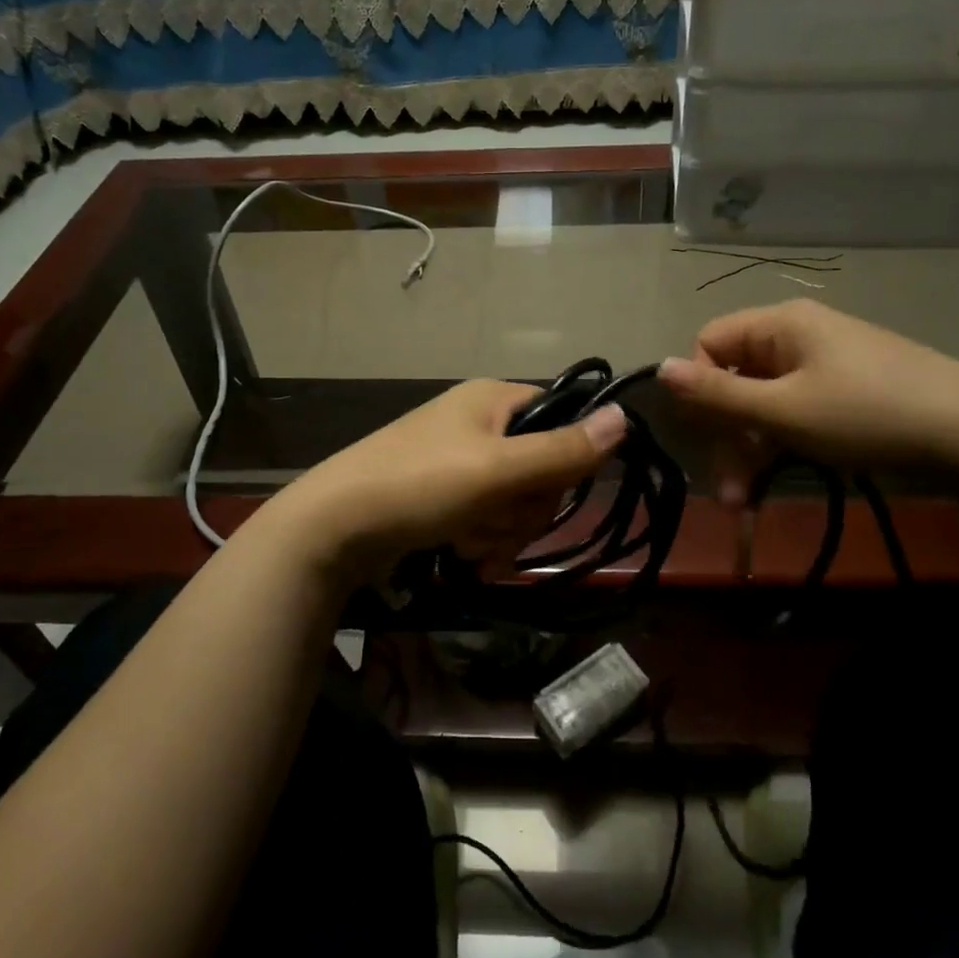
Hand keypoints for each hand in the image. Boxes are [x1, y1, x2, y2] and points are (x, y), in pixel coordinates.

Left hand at [272, 379, 627, 575]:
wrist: (333, 527)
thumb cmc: (420, 485)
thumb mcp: (497, 469)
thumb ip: (562, 449)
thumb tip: (626, 417)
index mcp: (493, 399)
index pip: (562, 420)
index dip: (564, 460)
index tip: (545, 489)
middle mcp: (478, 423)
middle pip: (540, 468)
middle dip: (525, 509)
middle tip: (497, 524)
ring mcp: (459, 460)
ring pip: (515, 501)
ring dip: (502, 532)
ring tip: (471, 548)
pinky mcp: (443, 496)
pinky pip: (487, 518)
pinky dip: (482, 541)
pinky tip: (465, 558)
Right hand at [657, 298, 958, 502]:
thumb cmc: (867, 414)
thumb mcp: (784, 410)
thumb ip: (718, 394)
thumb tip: (659, 368)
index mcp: (780, 325)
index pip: (710, 343)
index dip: (699, 387)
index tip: (707, 434)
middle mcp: (798, 336)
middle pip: (736, 379)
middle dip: (726, 437)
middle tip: (729, 493)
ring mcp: (825, 365)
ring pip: (764, 403)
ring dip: (750, 452)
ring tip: (747, 504)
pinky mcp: (846, 392)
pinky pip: (795, 413)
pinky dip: (780, 446)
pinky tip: (776, 482)